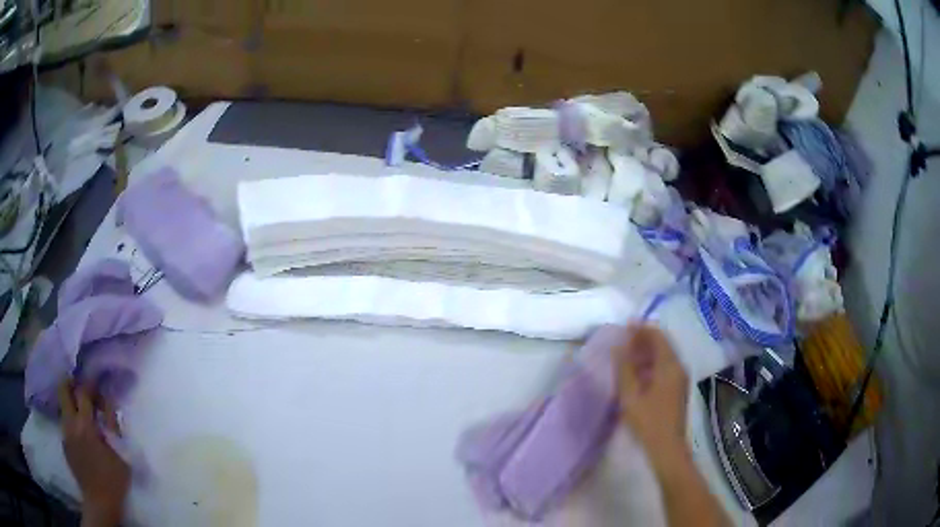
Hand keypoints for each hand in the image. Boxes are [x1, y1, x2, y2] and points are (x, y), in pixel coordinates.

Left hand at [58, 382, 129, 526]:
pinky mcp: (64, 445)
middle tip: (81, 387)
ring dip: (72, 405)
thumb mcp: (120, 454)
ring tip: (83, 415)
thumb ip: (113, 425)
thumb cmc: (113, 479)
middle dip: (70, 383)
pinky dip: (72, 423)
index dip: (90, 383)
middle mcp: (70, 424)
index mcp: (85, 425)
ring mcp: (65, 434)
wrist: (99, 502)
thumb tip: (109, 402)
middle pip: (63, 390)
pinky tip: (82, 437)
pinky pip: (65, 425)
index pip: (83, 392)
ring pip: (63, 407)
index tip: (97, 381)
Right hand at [614, 324, 689, 464]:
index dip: (641, 329)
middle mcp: (678, 367)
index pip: (658, 336)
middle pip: (663, 344)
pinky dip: (651, 363)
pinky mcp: (677, 389)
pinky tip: (637, 372)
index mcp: (670, 366)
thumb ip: (624, 369)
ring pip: (664, 356)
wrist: (667, 447)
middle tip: (623, 340)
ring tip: (627, 355)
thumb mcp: (631, 395)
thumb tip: (618, 347)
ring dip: (647, 352)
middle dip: (643, 339)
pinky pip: (665, 367)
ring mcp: (680, 378)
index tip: (624, 326)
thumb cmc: (648, 421)